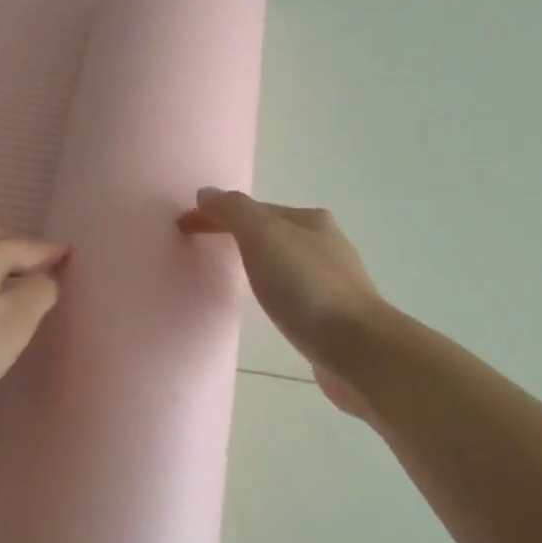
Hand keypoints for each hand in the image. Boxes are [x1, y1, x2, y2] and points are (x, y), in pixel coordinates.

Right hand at [178, 189, 382, 416]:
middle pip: (271, 232)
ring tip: (233, 278)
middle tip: (204, 249)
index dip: (215, 213)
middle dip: (237, 234)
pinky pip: (295, 291)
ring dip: (258, 262)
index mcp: (309, 220)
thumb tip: (207, 193)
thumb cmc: (307, 289)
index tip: (183, 226)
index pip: (252, 208)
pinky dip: (275, 289)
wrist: (359, 349)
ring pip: (284, 261)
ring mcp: (334, 280)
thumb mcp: (264, 238)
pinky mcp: (334, 315)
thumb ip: (234, 212)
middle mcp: (325, 243)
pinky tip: (271, 306)